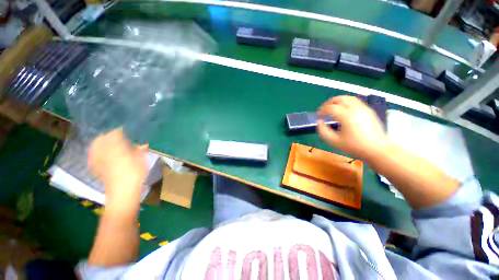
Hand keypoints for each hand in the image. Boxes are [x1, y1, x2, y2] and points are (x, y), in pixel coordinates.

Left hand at [88, 129, 148, 203]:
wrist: (122, 191)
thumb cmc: (134, 174)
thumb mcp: (142, 161)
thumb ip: (140, 150)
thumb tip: (143, 144)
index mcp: (118, 148)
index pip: (115, 134)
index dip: (119, 130)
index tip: (124, 129)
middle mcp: (106, 151)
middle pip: (102, 138)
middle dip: (107, 135)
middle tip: (115, 134)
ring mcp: (99, 159)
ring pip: (95, 146)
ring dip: (100, 142)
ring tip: (106, 141)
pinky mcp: (96, 167)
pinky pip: (92, 156)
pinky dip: (95, 151)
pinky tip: (99, 152)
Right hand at [317, 95, 388, 160]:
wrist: (377, 149)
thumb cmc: (354, 146)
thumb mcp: (334, 141)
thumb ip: (323, 131)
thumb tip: (319, 121)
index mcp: (346, 116)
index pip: (330, 108)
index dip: (322, 110)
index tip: (318, 115)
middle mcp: (355, 109)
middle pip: (340, 98)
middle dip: (329, 102)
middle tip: (324, 109)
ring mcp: (364, 108)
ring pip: (349, 98)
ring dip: (338, 101)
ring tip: (333, 107)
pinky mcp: (369, 111)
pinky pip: (356, 101)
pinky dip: (346, 103)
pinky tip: (344, 110)